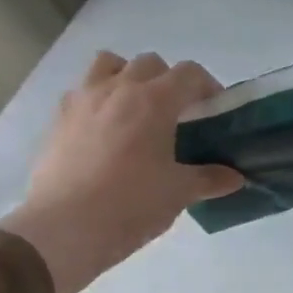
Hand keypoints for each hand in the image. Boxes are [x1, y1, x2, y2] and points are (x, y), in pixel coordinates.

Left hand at [1, 52, 242, 292]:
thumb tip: (235, 178)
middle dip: (168, 80)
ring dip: (127, 77)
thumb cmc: (131, 203)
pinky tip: (105, 131)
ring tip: (136, 110)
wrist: (63, 229)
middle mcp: (118, 89)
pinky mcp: (58, 120)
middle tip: (177, 113)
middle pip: (150, 63)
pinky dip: (98, 100)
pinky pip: (81, 91)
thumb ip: (210, 179)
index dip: (207, 86)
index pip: (189, 73)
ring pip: (108, 64)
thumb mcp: (180, 192)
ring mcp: (83, 101)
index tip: (214, 110)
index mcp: (155, 101)